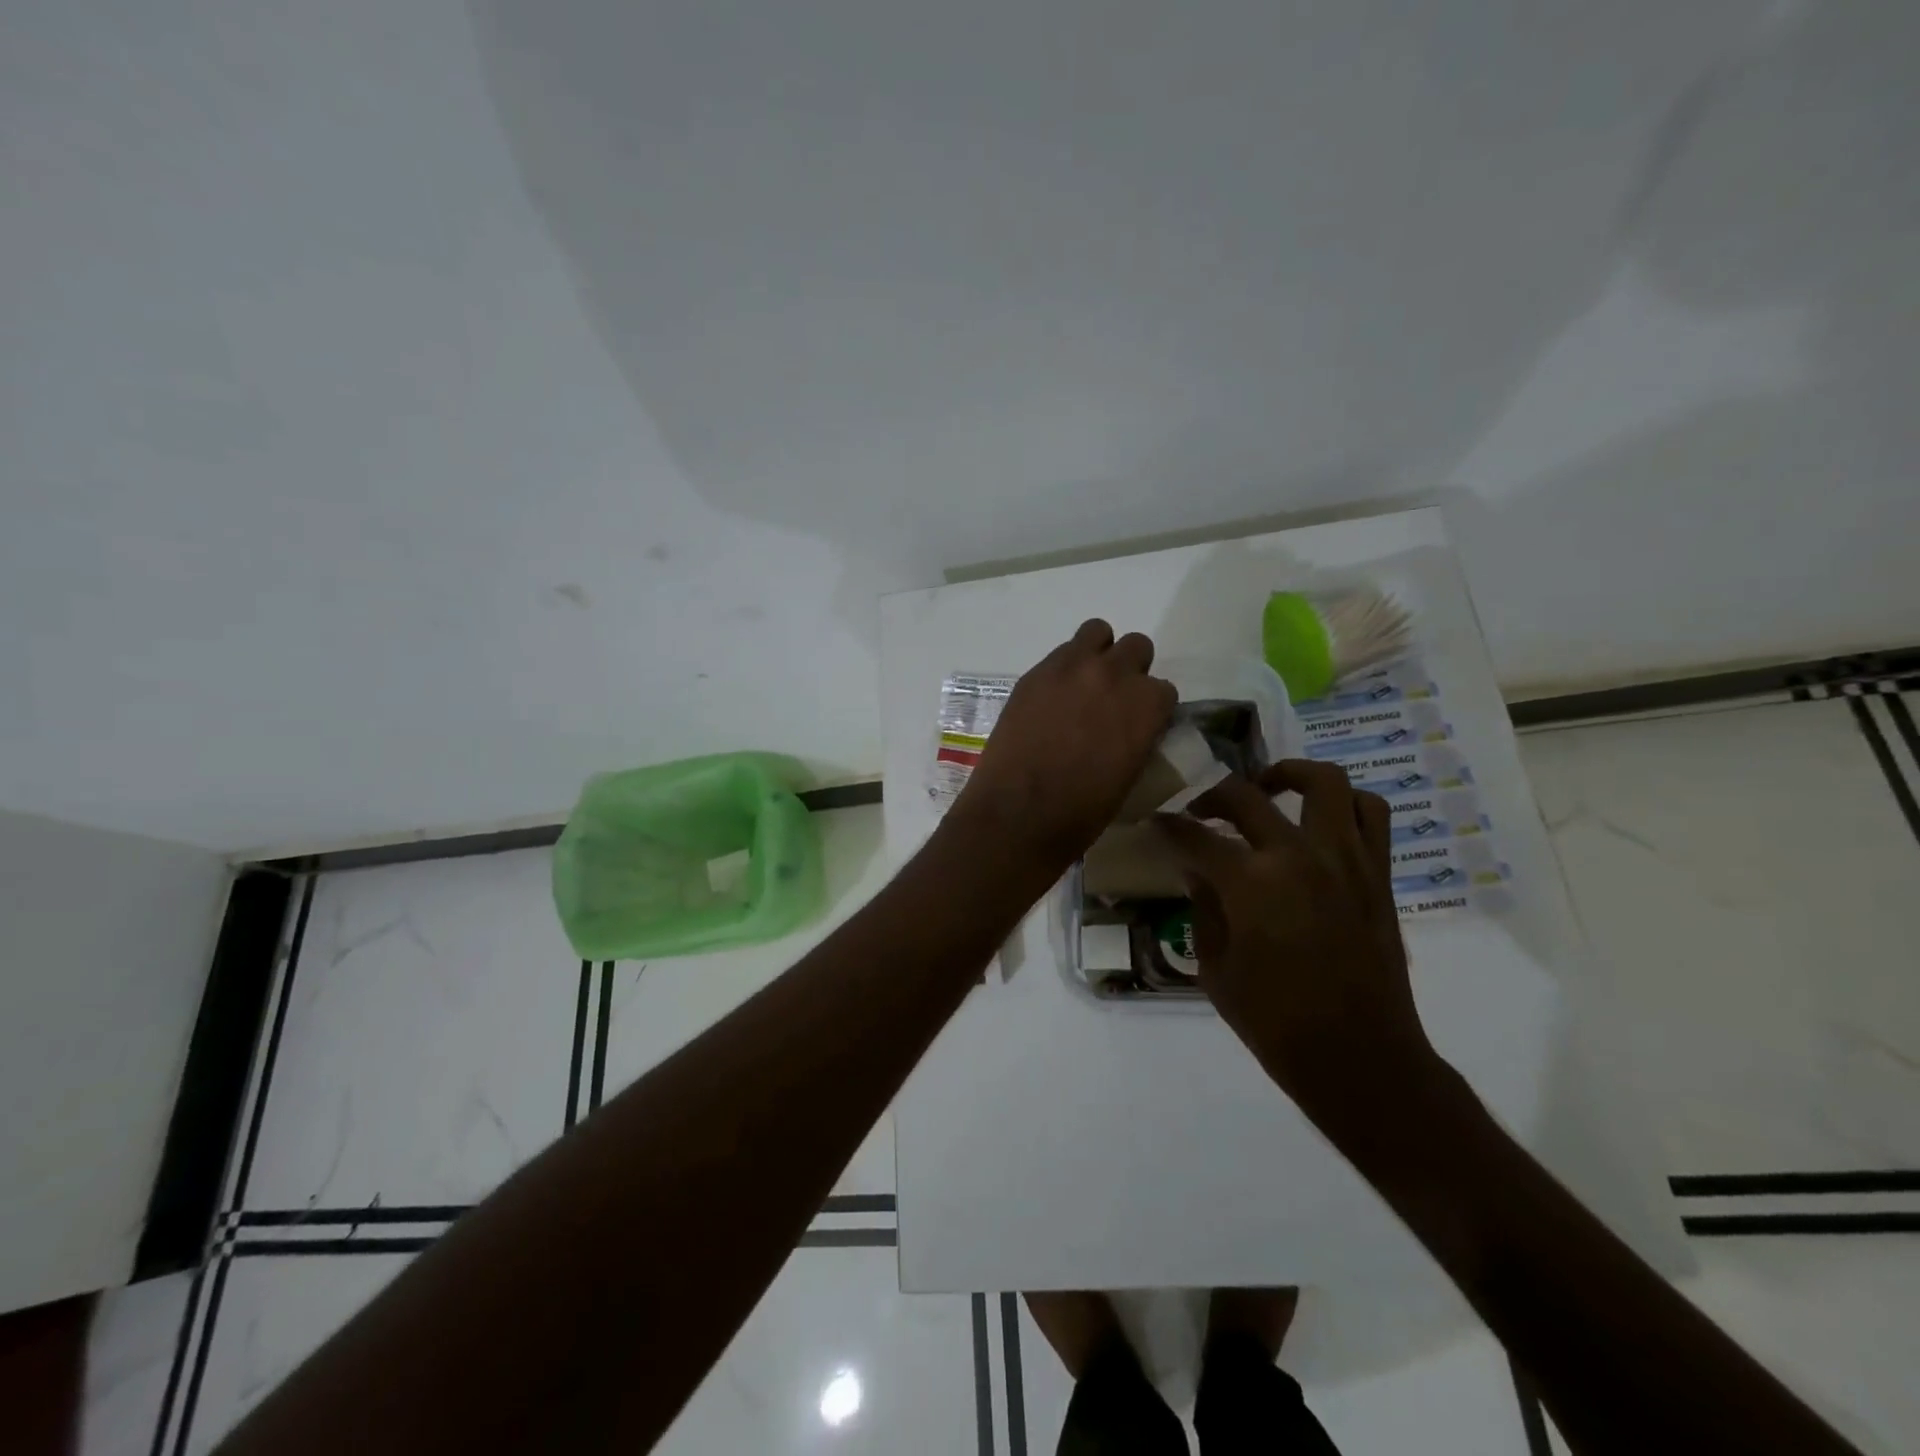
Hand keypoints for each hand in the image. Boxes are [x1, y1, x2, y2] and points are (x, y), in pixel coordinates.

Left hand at [949, 619, 1176, 875]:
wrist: (1019, 814)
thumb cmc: (1082, 811)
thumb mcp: (1130, 775)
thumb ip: (1138, 737)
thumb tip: (1132, 728)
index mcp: (1147, 705)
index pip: (1163, 690)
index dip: (1150, 708)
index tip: (1138, 723)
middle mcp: (1114, 675)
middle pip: (1136, 647)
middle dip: (1129, 671)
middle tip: (1111, 700)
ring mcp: (1071, 668)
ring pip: (1097, 632)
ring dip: (1097, 653)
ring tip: (1083, 685)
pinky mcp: (1035, 673)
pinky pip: (1060, 653)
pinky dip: (1064, 668)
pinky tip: (1052, 698)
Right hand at [1157, 761, 1434, 1121]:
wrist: (1359, 1057)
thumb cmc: (1274, 1022)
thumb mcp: (1215, 968)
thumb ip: (1203, 908)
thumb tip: (1197, 871)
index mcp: (1249, 883)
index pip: (1194, 836)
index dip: (1168, 826)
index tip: (1155, 822)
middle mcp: (1298, 855)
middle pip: (1245, 795)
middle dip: (1212, 796)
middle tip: (1200, 811)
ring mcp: (1345, 859)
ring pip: (1323, 782)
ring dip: (1288, 776)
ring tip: (1269, 790)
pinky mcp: (1378, 873)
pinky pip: (1370, 814)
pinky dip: (1344, 803)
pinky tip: (1319, 821)